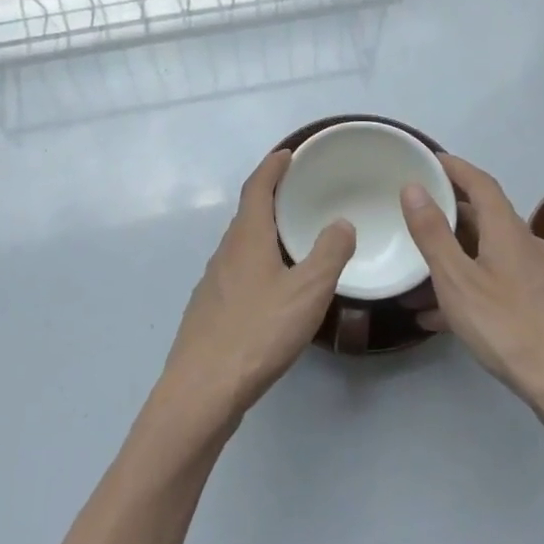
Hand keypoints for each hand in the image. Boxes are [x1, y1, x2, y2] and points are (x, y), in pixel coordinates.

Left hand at [160, 150, 355, 423]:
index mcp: (247, 239)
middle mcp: (225, 253)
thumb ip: (329, 253)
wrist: (203, 390)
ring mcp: (212, 283)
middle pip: (247, 214)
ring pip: (241, 246)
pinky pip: (237, 272)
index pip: (257, 188)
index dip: (272, 167)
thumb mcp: (308, 291)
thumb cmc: (258, 332)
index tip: (288, 153)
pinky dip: (257, 263)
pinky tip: (272, 289)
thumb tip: (341, 223)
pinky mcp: (210, 311)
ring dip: (264, 233)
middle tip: (299, 194)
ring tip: (292, 239)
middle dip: (270, 198)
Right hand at [400, 155, 543, 422]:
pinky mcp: (540, 307)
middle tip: (414, 214)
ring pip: (487, 254)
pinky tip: (440, 317)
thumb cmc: (510, 328)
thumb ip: (433, 234)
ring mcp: (536, 278)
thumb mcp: (458, 281)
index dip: (454, 167)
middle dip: (449, 212)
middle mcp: (526, 246)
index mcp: (507, 231)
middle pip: (484, 217)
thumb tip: (414, 187)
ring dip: (454, 256)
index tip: (428, 160)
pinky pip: (495, 283)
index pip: (480, 183)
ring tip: (417, 272)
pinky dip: (467, 288)